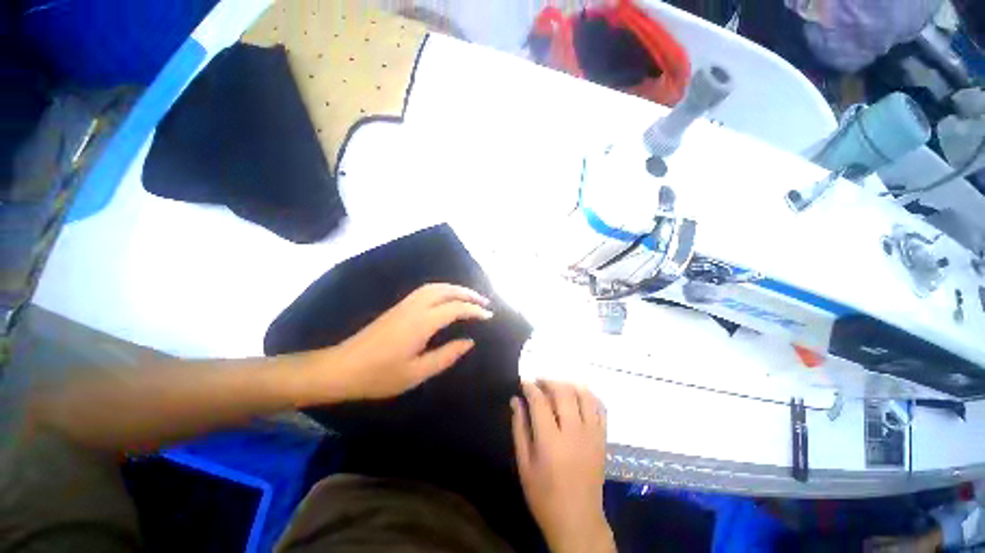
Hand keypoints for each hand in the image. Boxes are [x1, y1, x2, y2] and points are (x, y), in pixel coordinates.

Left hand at [316, 283, 492, 401]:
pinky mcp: (398, 307)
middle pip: (445, 290)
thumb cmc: (379, 375)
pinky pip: (426, 291)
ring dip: (455, 288)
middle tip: (484, 301)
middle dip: (467, 292)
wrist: (341, 368)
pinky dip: (442, 290)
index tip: (489, 315)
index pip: (455, 308)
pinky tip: (446, 300)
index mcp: (421, 323)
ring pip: (435, 287)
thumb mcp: (417, 373)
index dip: (474, 310)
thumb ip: (446, 356)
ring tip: (469, 298)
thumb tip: (469, 342)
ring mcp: (404, 305)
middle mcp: (414, 307)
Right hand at [512, 381, 614, 552]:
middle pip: (563, 392)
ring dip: (569, 384)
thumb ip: (519, 428)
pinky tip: (578, 396)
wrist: (578, 520)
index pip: (540, 401)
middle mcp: (574, 432)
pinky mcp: (603, 438)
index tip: (523, 382)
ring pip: (584, 395)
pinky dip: (589, 396)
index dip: (530, 387)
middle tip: (539, 382)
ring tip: (557, 387)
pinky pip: (600, 408)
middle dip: (549, 381)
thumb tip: (515, 401)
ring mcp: (592, 434)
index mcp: (550, 441)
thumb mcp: (524, 464)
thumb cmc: (544, 495)